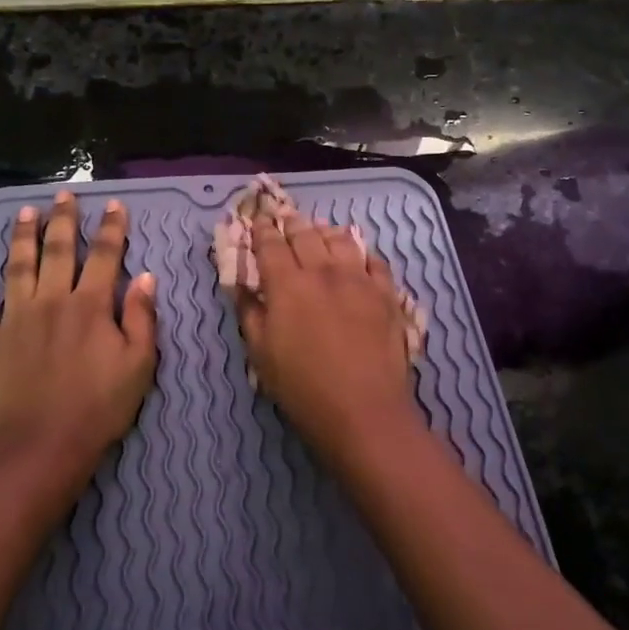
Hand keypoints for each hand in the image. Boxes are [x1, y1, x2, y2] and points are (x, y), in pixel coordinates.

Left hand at [0, 191, 157, 469]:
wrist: (42, 444)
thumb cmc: (99, 407)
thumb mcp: (139, 364)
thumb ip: (142, 318)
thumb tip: (146, 277)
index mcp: (91, 305)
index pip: (104, 256)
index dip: (111, 228)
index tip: (114, 204)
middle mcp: (52, 300)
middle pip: (58, 250)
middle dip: (63, 220)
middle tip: (62, 195)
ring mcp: (15, 318)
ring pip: (17, 266)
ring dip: (21, 236)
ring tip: (24, 212)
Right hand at [234, 215, 419, 463]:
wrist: (363, 409)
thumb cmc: (302, 387)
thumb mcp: (261, 355)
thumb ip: (250, 314)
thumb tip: (242, 288)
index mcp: (287, 284)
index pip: (270, 245)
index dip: (261, 231)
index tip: (257, 221)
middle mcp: (323, 271)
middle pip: (305, 235)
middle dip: (292, 224)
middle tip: (285, 219)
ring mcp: (359, 279)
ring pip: (341, 240)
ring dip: (325, 231)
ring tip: (320, 230)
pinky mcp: (386, 294)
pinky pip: (375, 260)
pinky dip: (362, 252)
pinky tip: (358, 256)